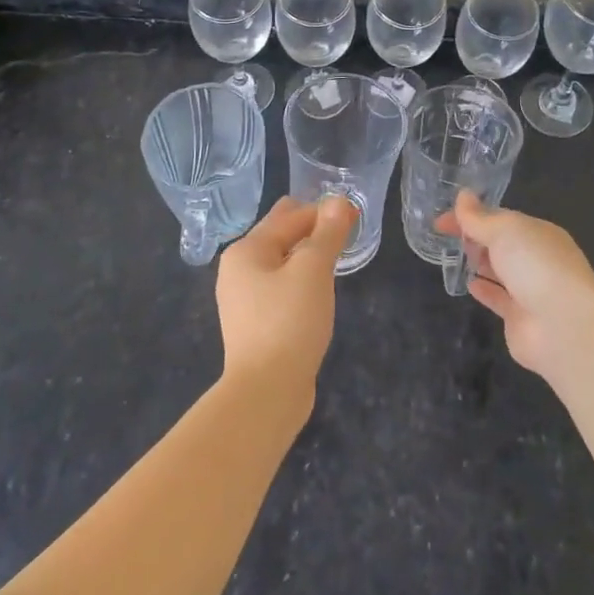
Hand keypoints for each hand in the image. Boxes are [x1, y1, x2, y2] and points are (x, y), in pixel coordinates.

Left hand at [215, 195, 353, 407]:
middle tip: (346, 229)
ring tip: (335, 256)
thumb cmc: (289, 322)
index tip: (354, 214)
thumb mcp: (313, 270)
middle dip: (312, 229)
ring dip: (307, 256)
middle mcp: (239, 270)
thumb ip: (327, 232)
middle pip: (281, 236)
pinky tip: (318, 289)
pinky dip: (300, 280)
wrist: (266, 393)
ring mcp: (244, 300)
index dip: (324, 211)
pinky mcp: (256, 325)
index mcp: (246, 250)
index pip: (291, 216)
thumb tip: (337, 200)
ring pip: (282, 263)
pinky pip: (281, 288)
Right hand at [437, 191, 593, 378]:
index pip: (500, 218)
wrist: (563, 325)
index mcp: (537, 232)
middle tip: (447, 236)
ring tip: (454, 256)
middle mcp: (537, 259)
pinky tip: (468, 284)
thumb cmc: (535, 265)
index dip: (471, 216)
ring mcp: (531, 290)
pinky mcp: (521, 319)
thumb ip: (478, 217)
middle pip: (502, 243)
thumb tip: (462, 195)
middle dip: (477, 237)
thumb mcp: (504, 230)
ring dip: (481, 262)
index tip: (441, 220)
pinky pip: (499, 299)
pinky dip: (485, 290)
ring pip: (501, 271)